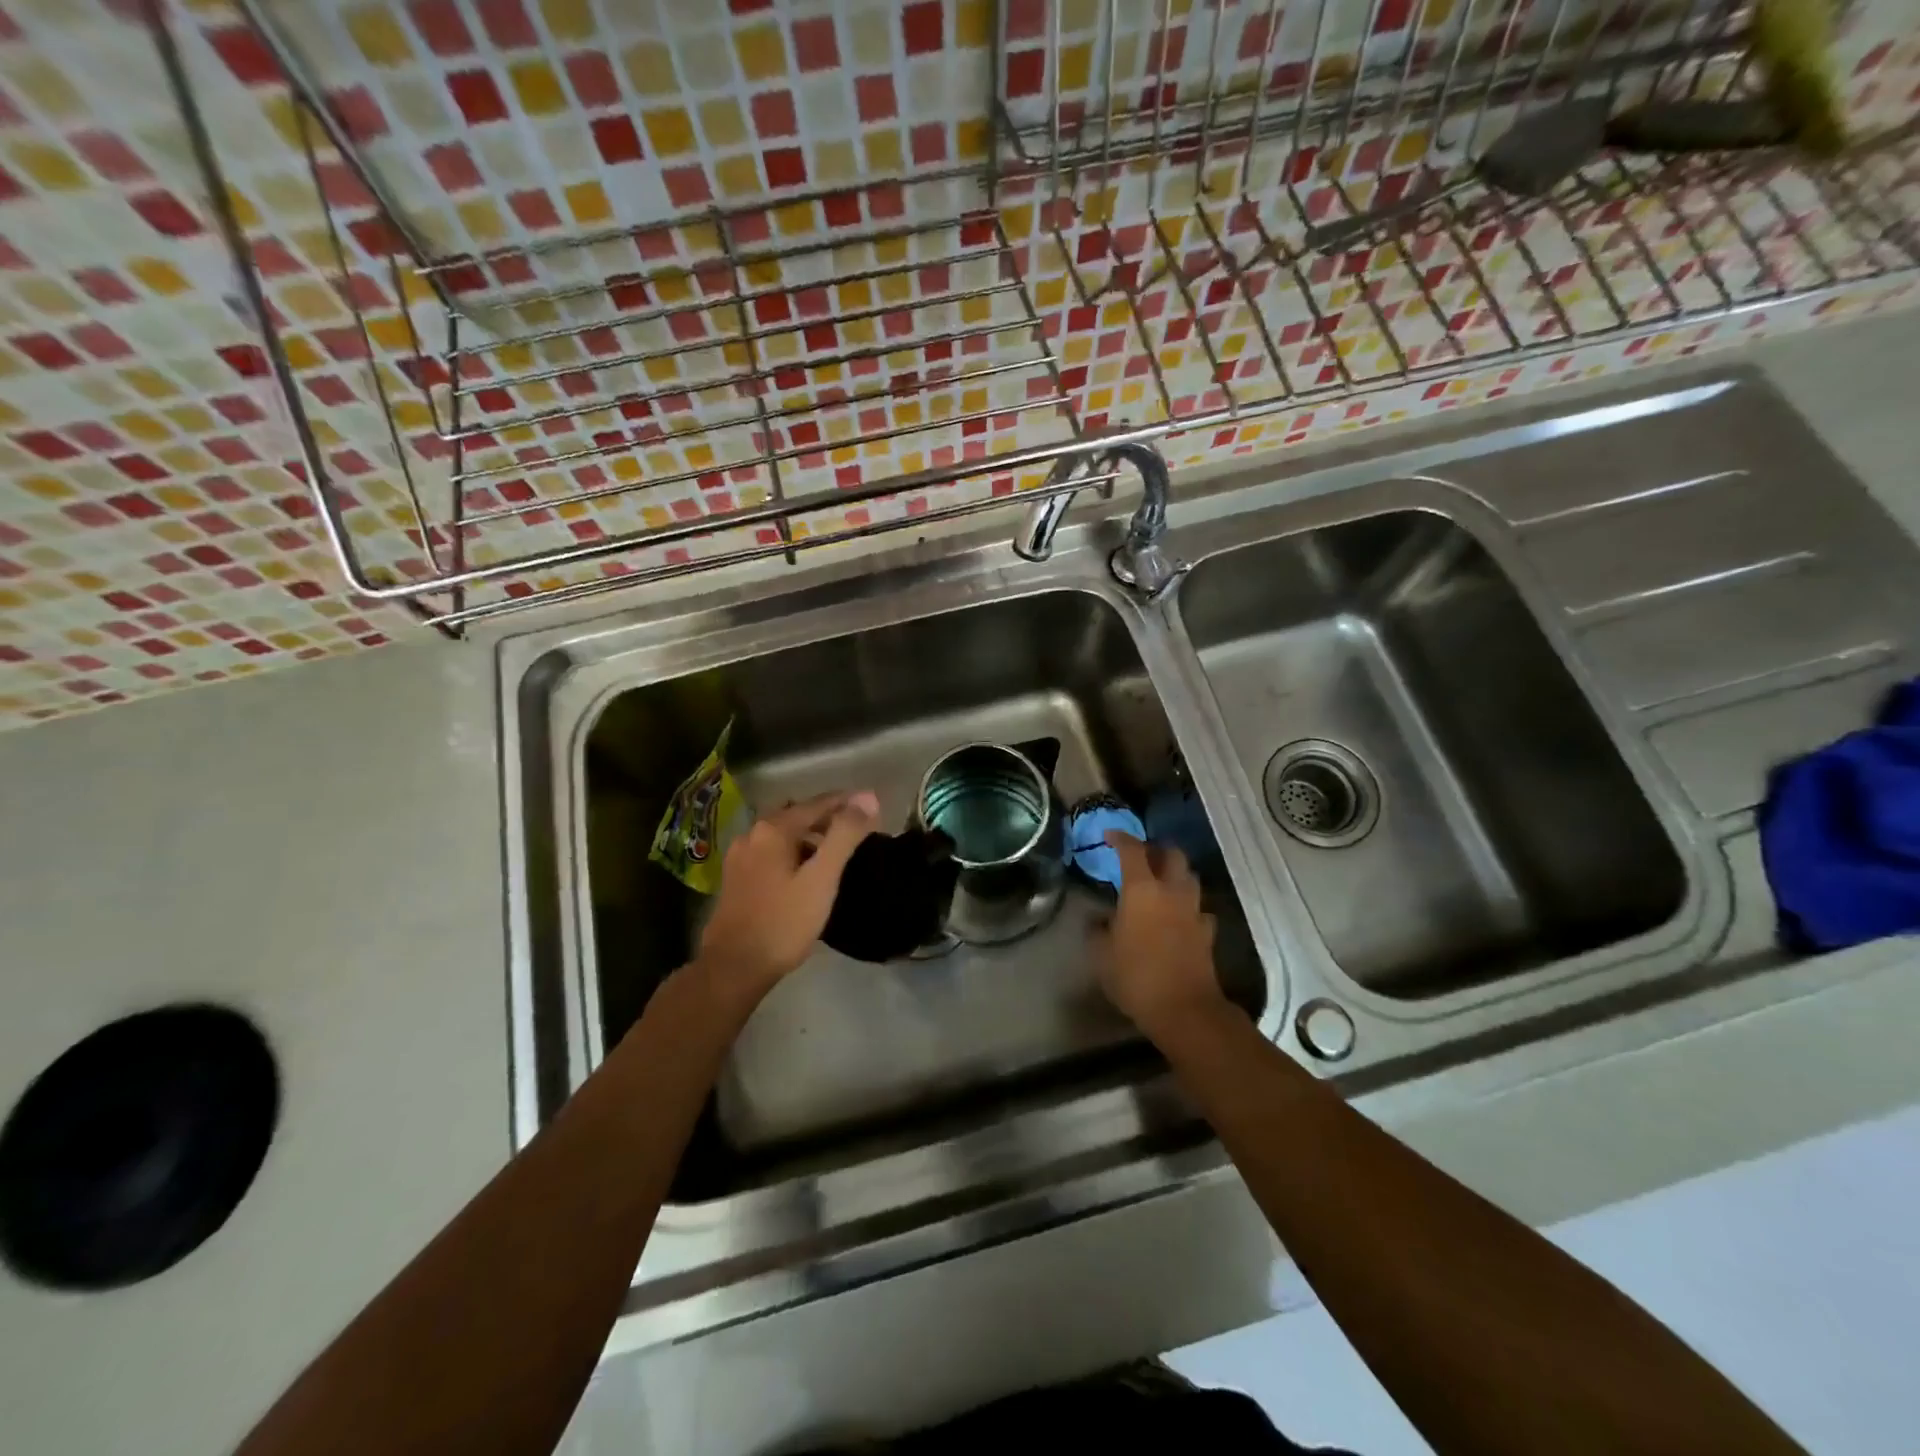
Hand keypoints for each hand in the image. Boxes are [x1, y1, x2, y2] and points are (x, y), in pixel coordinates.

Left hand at [696, 790, 879, 1001]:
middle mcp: (752, 834)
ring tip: (837, 851)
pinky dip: (794, 852)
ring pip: (784, 835)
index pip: (818, 803)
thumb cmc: (784, 922)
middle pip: (798, 815)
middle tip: (859, 830)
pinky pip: (772, 852)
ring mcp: (740, 856)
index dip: (848, 803)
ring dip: (811, 836)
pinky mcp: (736, 878)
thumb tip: (868, 797)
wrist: (734, 968)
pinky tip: (806, 871)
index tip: (874, 807)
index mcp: (772, 829)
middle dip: (829, 818)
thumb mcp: (821, 878)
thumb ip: (845, 835)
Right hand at [1096, 831, 1225, 1037]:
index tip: (1109, 836)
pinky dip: (1187, 906)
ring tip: (1159, 883)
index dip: (1120, 838)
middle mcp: (1171, 891)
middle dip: (1156, 849)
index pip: (1133, 850)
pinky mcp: (1207, 932)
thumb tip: (1098, 919)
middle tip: (1141, 856)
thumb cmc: (1135, 976)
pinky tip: (1177, 917)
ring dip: (1175, 874)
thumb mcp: (1101, 954)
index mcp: (1142, 889)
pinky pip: (1198, 908)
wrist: (1184, 1009)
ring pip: (1189, 878)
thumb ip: (1096, 930)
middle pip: (1172, 854)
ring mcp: (1193, 911)